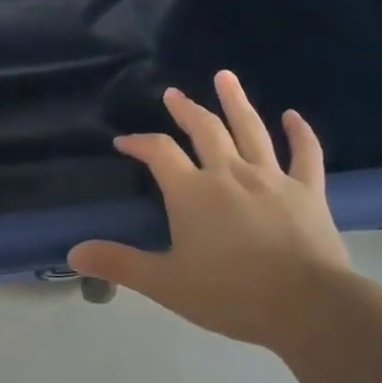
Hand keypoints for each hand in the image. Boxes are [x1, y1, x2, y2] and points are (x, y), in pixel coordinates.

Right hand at [68, 71, 353, 344]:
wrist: (307, 306)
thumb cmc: (231, 294)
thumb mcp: (166, 283)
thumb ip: (120, 264)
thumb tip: (73, 253)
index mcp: (192, 192)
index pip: (158, 152)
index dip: (139, 142)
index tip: (124, 141)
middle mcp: (229, 172)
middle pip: (204, 129)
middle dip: (185, 109)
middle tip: (173, 93)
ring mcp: (271, 178)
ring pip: (251, 129)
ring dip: (236, 100)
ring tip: (224, 76)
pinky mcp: (307, 191)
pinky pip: (305, 154)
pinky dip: (299, 133)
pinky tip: (293, 116)